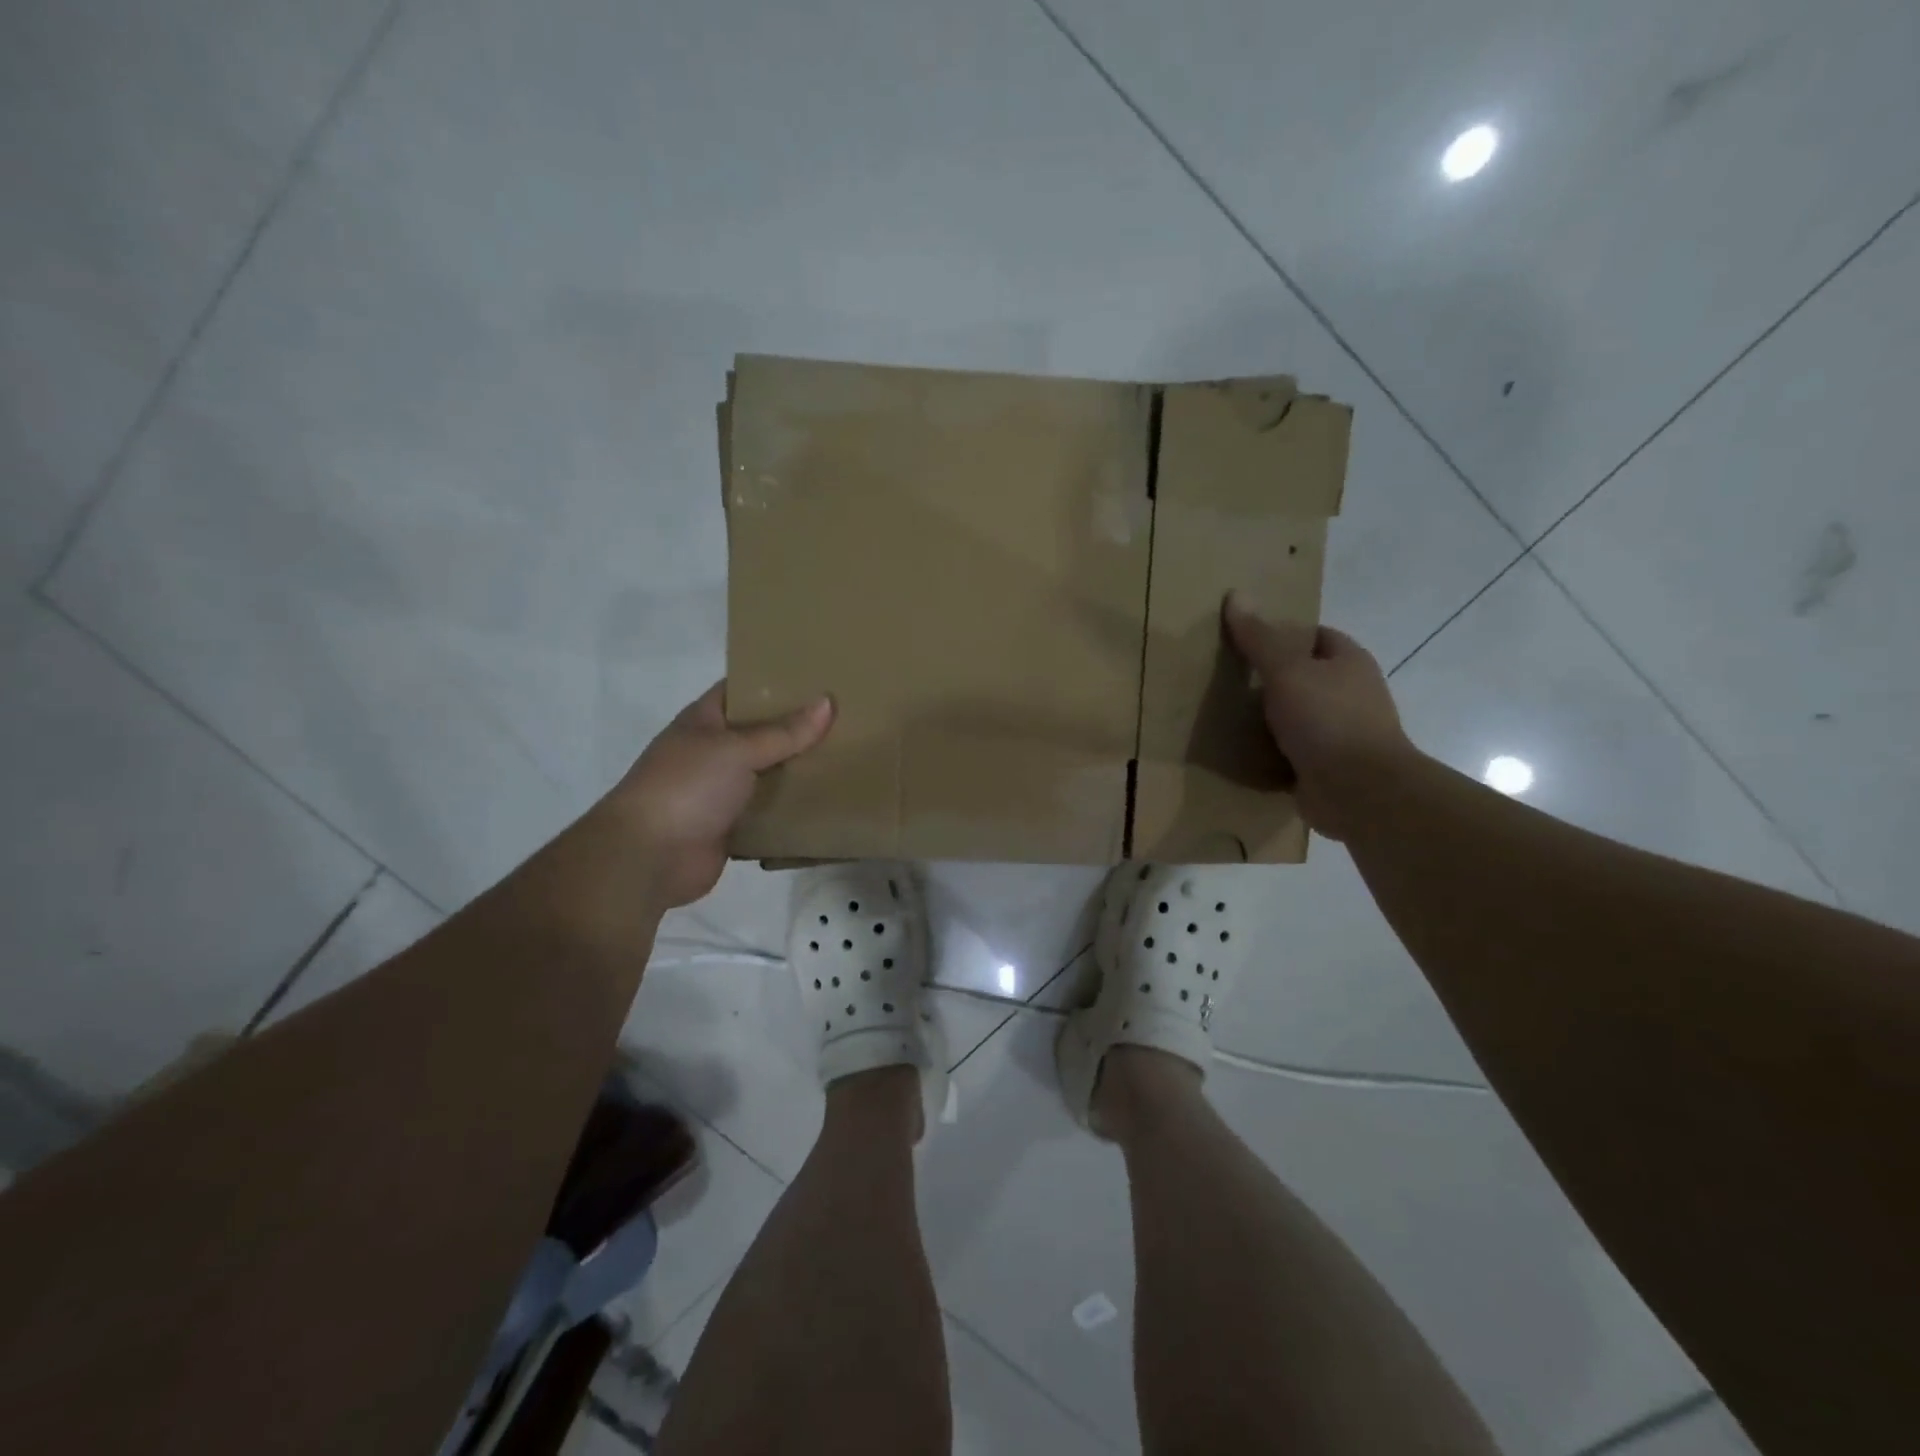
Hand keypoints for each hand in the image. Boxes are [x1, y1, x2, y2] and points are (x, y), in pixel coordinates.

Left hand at [605, 683, 833, 907]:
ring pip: (767, 775)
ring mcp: (719, 792)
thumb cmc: (687, 787)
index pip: (741, 690)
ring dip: (797, 771)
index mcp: (703, 721)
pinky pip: (767, 814)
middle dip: (796, 728)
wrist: (648, 857)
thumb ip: (784, 731)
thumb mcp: (737, 749)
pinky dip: (790, 811)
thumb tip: (828, 702)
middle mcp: (710, 753)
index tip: (817, 677)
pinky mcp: (730, 828)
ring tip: (846, 757)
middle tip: (846, 717)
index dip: (774, 682)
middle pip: (759, 734)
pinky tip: (826, 803)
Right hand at [1222, 592, 1414, 840]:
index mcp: (1349, 662)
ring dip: (1268, 718)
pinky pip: (1291, 751)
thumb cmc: (1327, 719)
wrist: (1360, 791)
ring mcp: (1340, 733)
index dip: (1282, 634)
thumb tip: (1236, 594)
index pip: (1315, 636)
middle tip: (1225, 677)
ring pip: (1296, 716)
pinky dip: (1270, 751)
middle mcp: (1350, 694)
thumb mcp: (1287, 671)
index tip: (1244, 641)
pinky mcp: (1327, 767)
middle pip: (1304, 676)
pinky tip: (1240, 750)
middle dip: (1270, 678)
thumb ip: (1260, 638)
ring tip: (1225, 714)